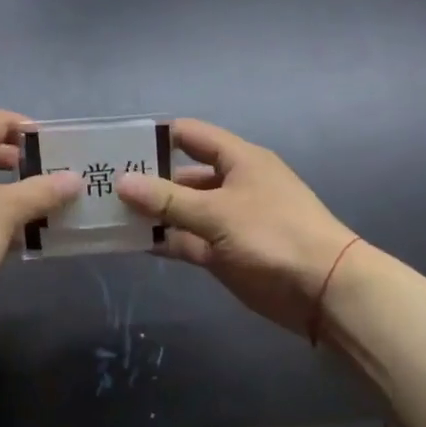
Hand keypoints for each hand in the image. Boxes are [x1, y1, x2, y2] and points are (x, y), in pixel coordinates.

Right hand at [117, 119, 355, 336]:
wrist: (323, 290)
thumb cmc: (273, 235)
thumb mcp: (217, 212)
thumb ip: (168, 199)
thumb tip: (122, 181)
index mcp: (238, 160)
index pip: (191, 136)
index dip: (156, 137)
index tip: (118, 146)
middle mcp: (231, 185)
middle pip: (182, 175)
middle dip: (146, 180)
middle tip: (102, 186)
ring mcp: (227, 221)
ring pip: (182, 211)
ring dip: (152, 214)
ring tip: (108, 215)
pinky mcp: (224, 253)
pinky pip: (187, 240)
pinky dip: (164, 241)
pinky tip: (132, 243)